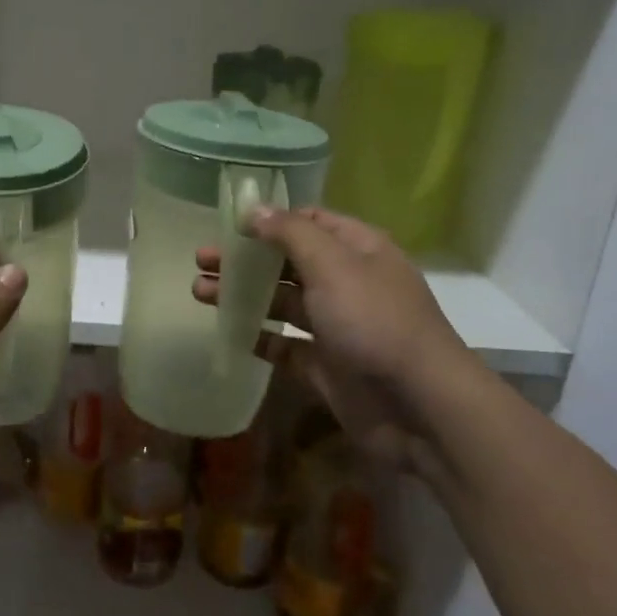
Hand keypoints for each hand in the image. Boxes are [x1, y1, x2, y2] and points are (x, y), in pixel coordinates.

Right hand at [194, 207, 473, 460]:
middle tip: (201, 259)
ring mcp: (336, 326)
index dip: (270, 219)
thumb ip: (290, 233)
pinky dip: (258, 337)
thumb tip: (253, 209)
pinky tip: (227, 331)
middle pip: (288, 262)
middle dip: (245, 259)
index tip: (229, 223)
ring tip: (198, 292)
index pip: (310, 221)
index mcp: (358, 250)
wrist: (418, 406)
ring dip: (242, 295)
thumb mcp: (333, 265)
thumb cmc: (375, 322)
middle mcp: (347, 283)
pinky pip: (284, 345)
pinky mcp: (324, 365)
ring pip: (281, 302)